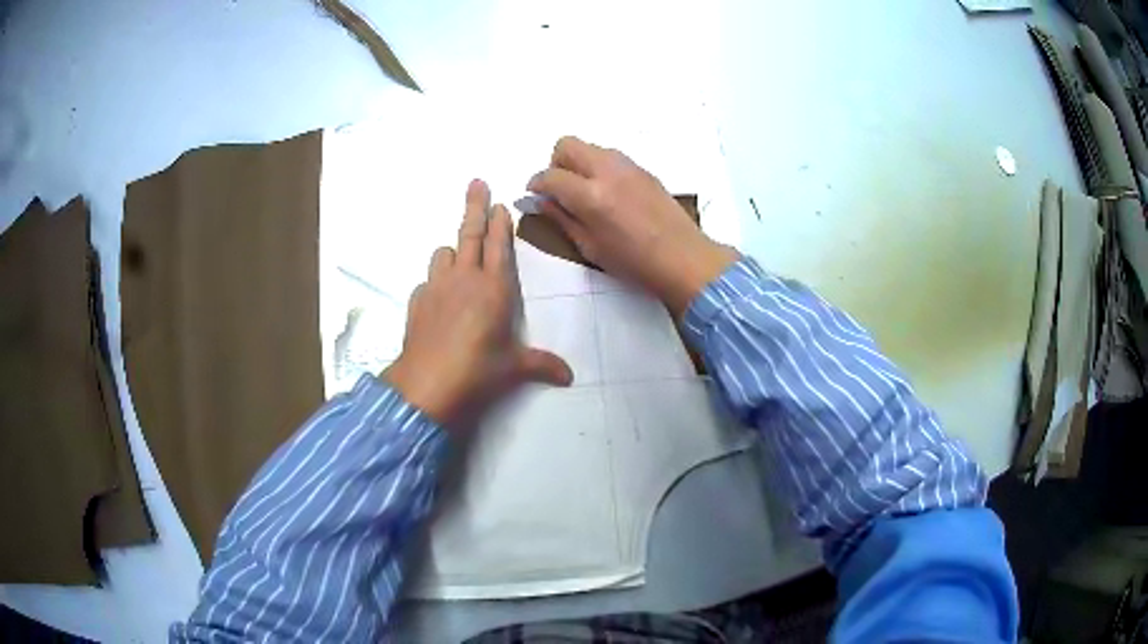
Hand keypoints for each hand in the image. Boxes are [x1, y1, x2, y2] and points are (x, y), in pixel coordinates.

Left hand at [383, 179, 572, 431]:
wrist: (426, 385)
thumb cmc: (477, 371)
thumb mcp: (513, 368)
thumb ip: (542, 365)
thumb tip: (569, 377)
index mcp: (494, 288)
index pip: (499, 245)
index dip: (501, 222)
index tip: (500, 202)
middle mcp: (465, 279)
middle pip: (469, 234)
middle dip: (475, 206)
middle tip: (476, 183)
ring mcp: (437, 287)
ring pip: (444, 253)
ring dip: (453, 249)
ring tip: (459, 255)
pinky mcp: (417, 301)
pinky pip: (428, 281)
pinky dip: (436, 281)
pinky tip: (440, 297)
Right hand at [527, 136, 738, 316]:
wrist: (684, 258)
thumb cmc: (634, 263)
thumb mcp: (590, 247)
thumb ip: (562, 219)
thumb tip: (540, 201)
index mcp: (591, 196)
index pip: (550, 176)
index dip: (536, 185)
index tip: (535, 196)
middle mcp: (607, 171)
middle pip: (567, 145)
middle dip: (556, 164)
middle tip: (560, 189)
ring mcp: (628, 166)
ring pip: (590, 147)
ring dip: (579, 163)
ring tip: (585, 193)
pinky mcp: (643, 169)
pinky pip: (611, 157)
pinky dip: (599, 168)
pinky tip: (609, 195)